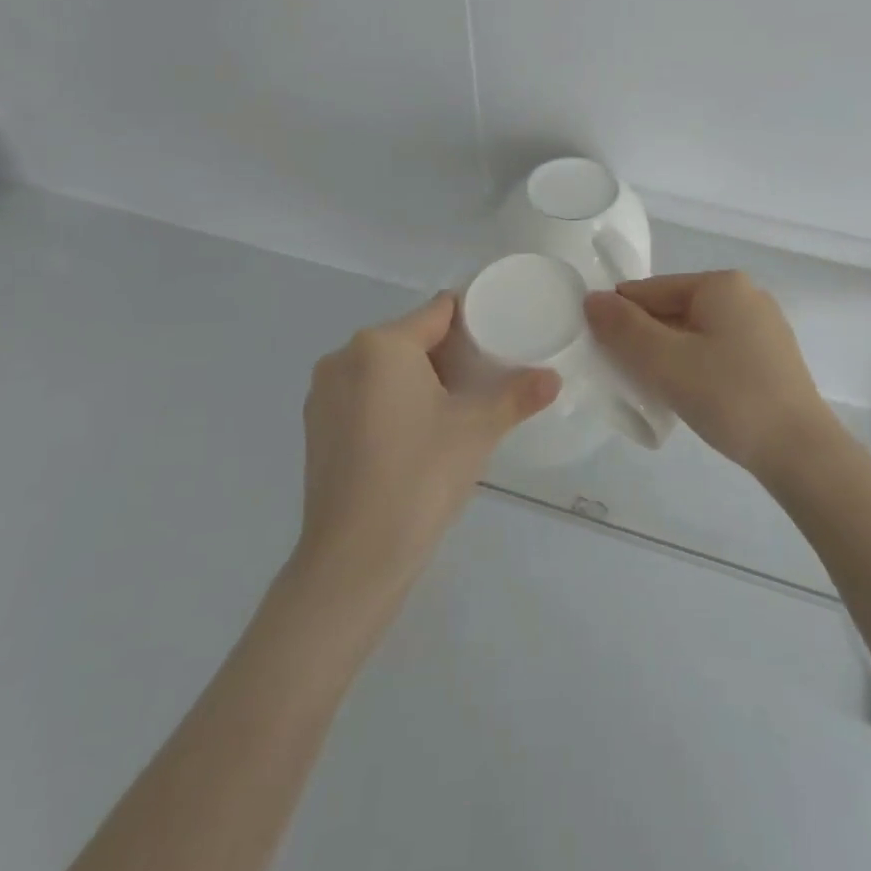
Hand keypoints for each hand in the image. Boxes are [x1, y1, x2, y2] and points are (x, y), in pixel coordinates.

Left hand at [296, 293, 558, 597]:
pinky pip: (365, 395)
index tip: (502, 335)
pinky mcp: (316, 428)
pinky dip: (392, 401)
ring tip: (458, 407)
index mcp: (381, 344)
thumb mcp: (478, 430)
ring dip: (420, 378)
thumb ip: (518, 395)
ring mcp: (324, 394)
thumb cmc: (420, 476)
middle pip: (411, 338)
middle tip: (488, 377)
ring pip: (386, 368)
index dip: (474, 318)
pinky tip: (418, 434)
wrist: (355, 558)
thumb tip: (554, 378)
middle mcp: (344, 357)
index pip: (439, 311)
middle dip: (450, 352)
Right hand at [583, 272, 835, 479]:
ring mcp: (763, 326)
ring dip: (668, 355)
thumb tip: (592, 299)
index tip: (599, 351)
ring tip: (654, 389)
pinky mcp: (771, 357)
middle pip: (674, 309)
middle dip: (645, 338)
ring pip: (695, 332)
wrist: (800, 451)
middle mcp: (745, 294)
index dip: (620, 317)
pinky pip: (717, 349)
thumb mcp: (665, 362)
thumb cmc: (728, 397)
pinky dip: (695, 365)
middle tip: (624, 376)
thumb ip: (624, 328)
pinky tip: (689, 394)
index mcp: (721, 284)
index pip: (651, 290)